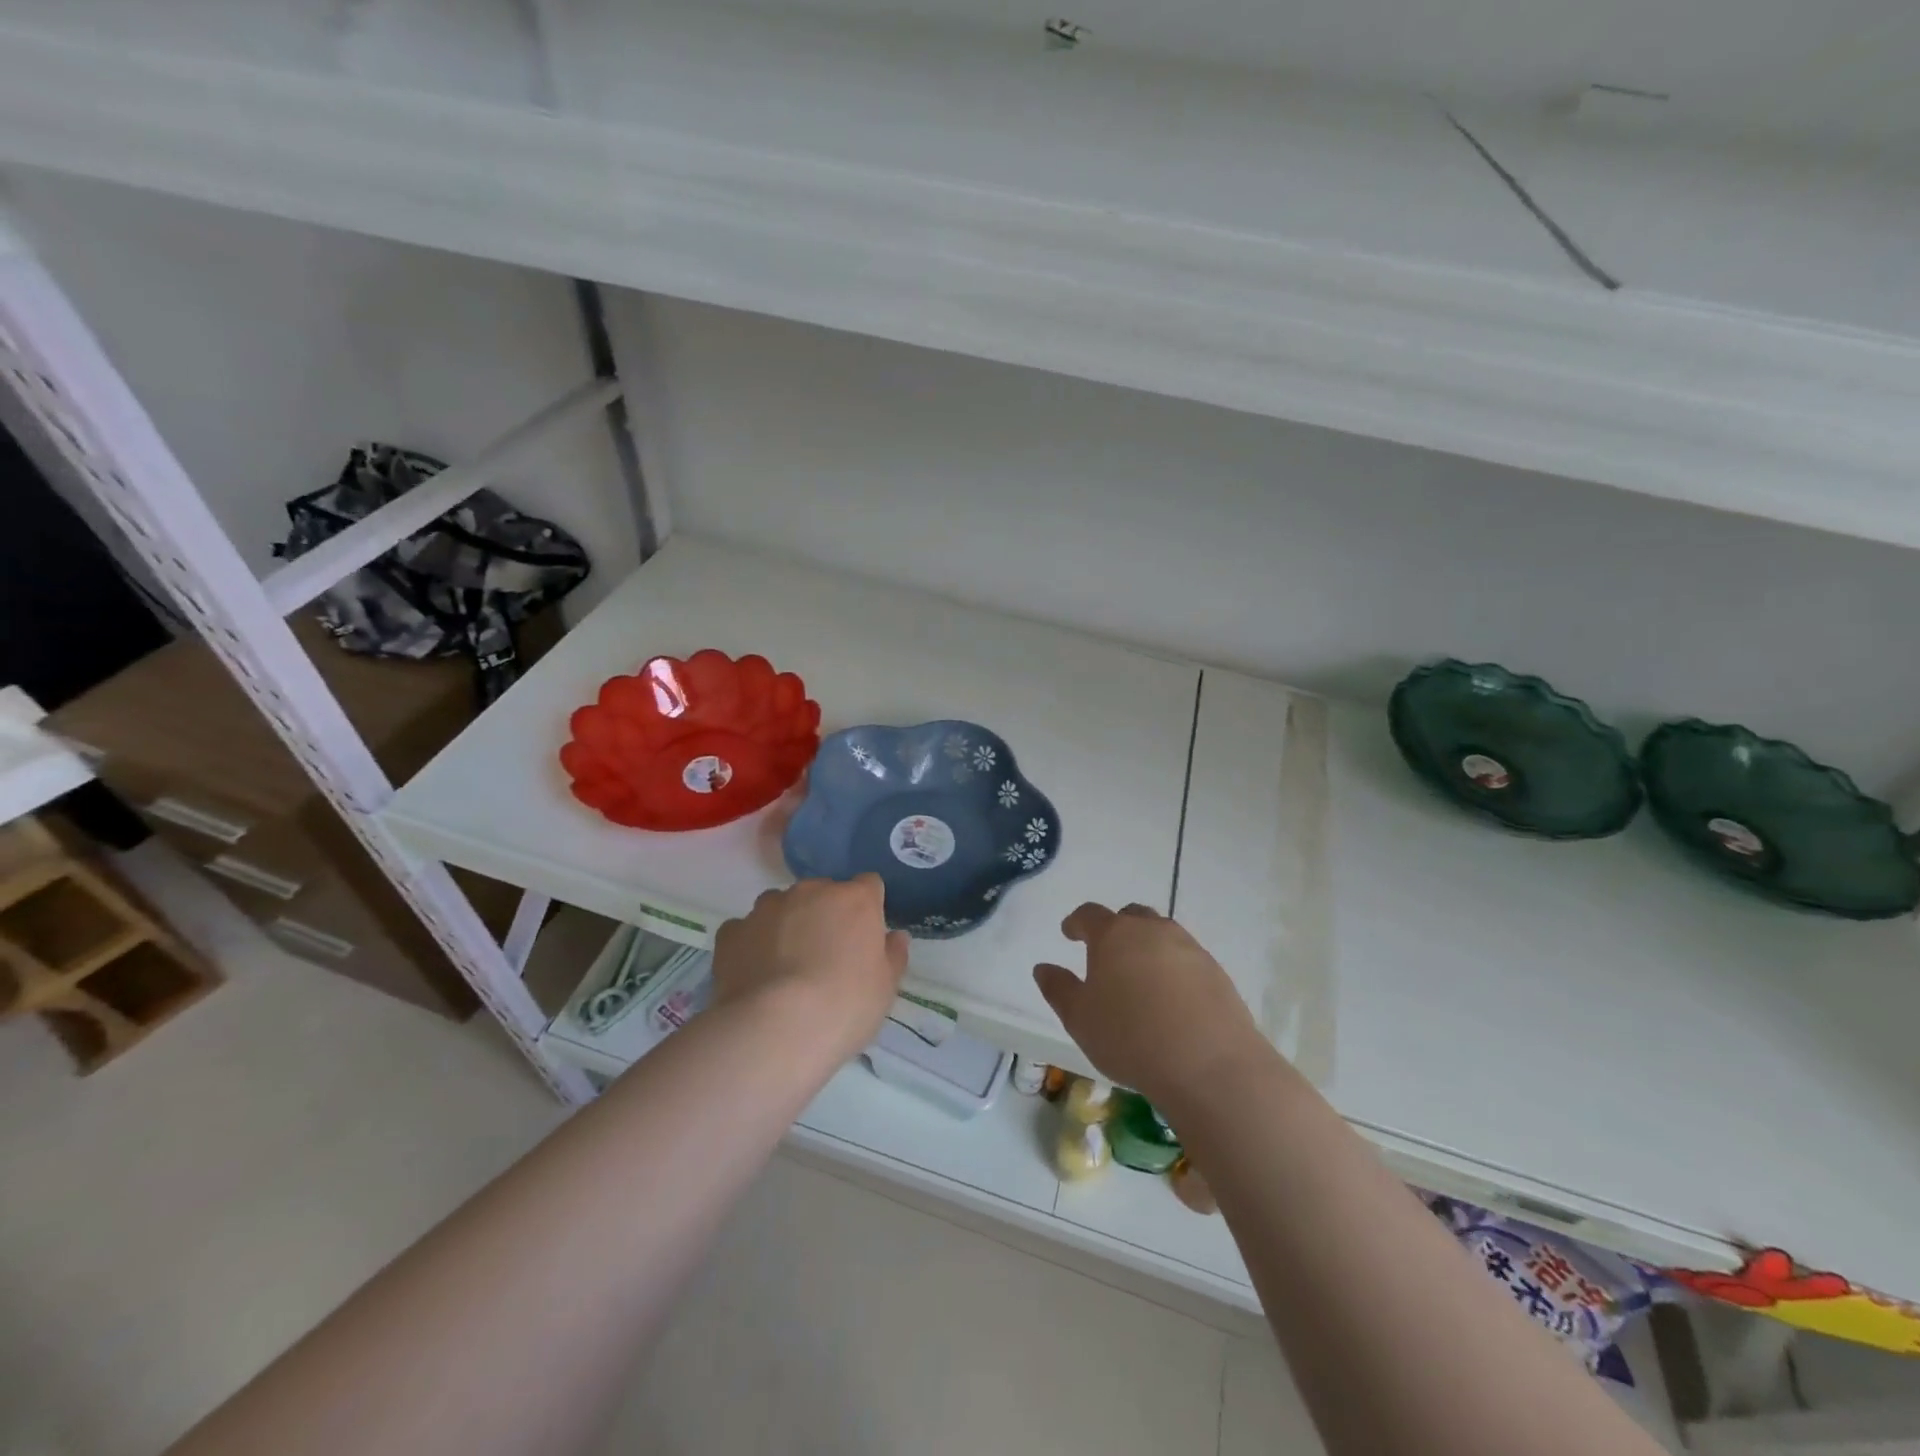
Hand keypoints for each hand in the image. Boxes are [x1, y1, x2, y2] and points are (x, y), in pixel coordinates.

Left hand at [712, 875, 910, 1061]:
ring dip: (787, 924)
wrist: (776, 1029)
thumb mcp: (886, 988)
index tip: (865, 937)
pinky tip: (755, 974)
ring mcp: (767, 908)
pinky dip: (751, 944)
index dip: (868, 908)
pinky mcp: (732, 931)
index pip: (868, 885)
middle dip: (825, 915)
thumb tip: (894, 937)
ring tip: (785, 967)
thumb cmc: (845, 1006)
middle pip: (822, 892)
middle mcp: (810, 891)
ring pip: (781, 906)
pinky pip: (746, 930)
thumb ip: (892, 956)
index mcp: (855, 900)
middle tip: (826, 956)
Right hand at [1034, 903, 1264, 1111]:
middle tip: (1107, 953)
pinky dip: (1174, 969)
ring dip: (1147, 947)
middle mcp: (1152, 931)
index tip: (1069, 932)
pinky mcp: (1216, 971)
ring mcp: (1189, 948)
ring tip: (1140, 978)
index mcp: (1113, 935)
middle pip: (1130, 917)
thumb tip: (1044, 968)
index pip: (1089, 914)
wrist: (1209, 1065)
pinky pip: (1186, 959)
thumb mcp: (1080, 1019)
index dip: (1077, 922)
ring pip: (1162, 935)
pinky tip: (1171, 999)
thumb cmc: (1130, 1037)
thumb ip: (1059, 989)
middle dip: (1116, 929)